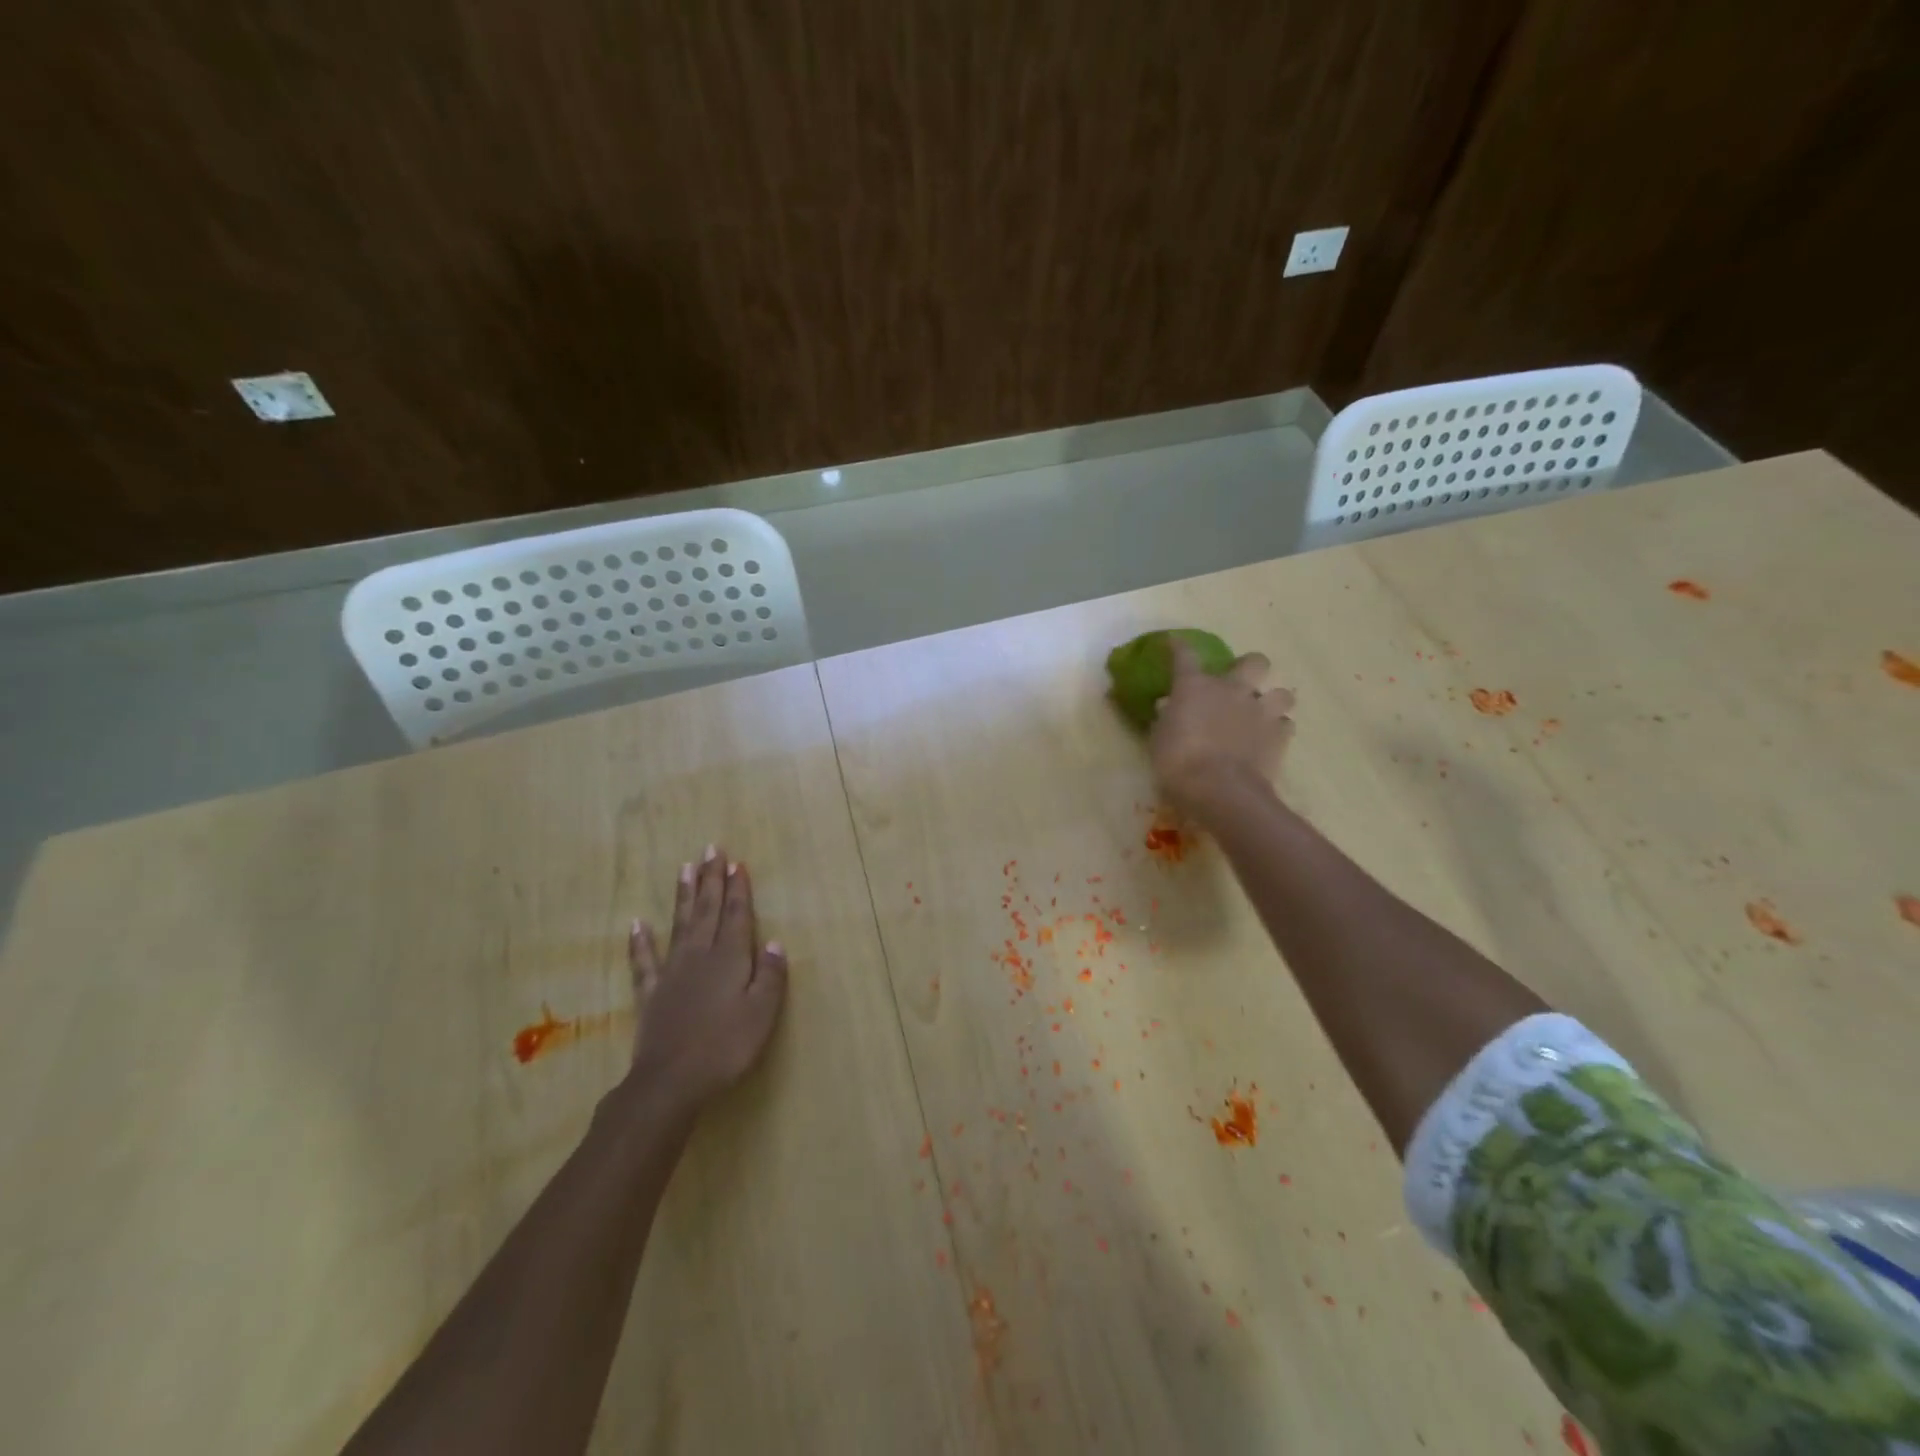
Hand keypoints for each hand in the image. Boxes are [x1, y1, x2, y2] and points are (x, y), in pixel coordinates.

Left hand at [625, 847, 787, 1117]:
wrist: (671, 1081)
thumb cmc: (726, 1046)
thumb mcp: (763, 1013)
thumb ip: (771, 976)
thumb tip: (775, 942)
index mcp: (731, 958)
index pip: (737, 915)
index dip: (738, 889)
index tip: (736, 863)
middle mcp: (701, 955)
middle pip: (708, 910)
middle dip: (712, 879)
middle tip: (712, 849)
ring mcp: (672, 972)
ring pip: (680, 924)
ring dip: (683, 896)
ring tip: (685, 868)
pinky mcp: (651, 993)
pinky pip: (644, 961)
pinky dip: (640, 942)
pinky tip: (637, 924)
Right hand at [1150, 641, 1295, 815]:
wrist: (1219, 789)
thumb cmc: (1178, 762)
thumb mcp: (1159, 740)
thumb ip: (1166, 719)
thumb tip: (1168, 706)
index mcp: (1195, 686)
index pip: (1184, 655)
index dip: (1178, 646)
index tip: (1174, 642)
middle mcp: (1232, 690)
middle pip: (1255, 662)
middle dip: (1250, 668)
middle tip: (1240, 683)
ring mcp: (1260, 711)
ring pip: (1283, 693)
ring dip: (1273, 701)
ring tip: (1262, 715)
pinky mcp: (1279, 736)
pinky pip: (1286, 725)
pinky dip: (1278, 730)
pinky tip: (1267, 740)